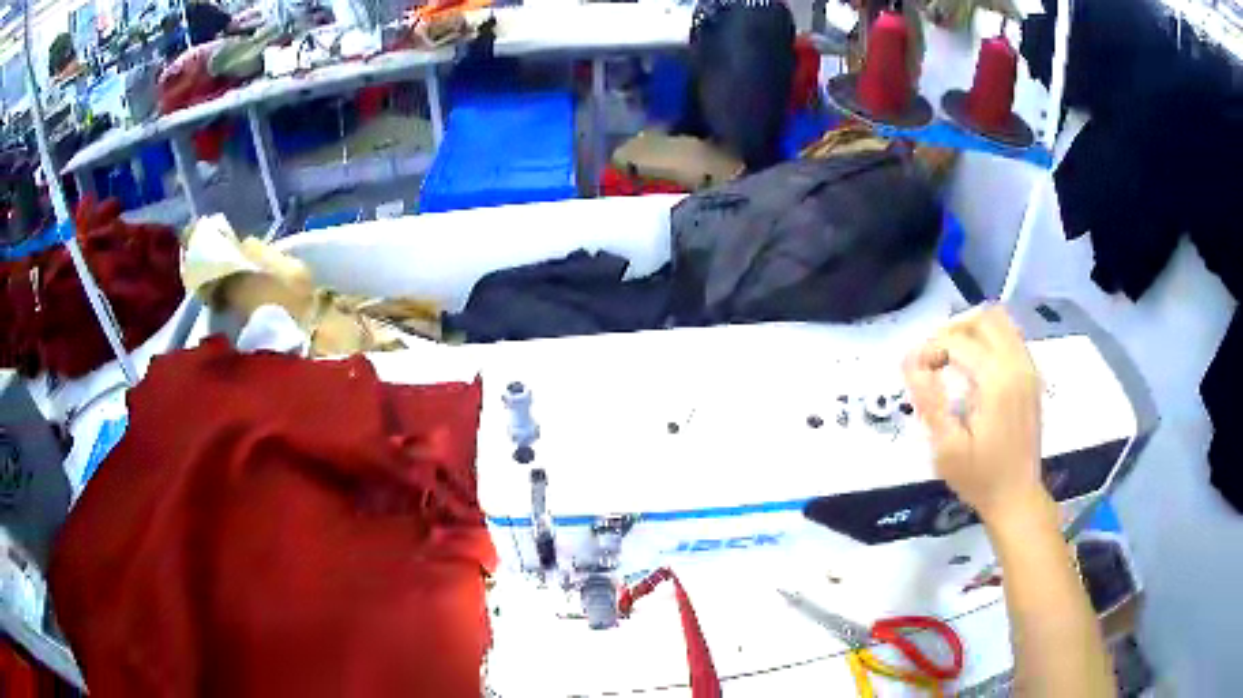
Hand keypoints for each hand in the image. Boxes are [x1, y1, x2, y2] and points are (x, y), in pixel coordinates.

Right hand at [902, 306, 1045, 521]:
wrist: (1017, 497)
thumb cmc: (980, 477)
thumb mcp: (946, 448)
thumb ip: (929, 400)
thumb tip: (910, 360)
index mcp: (997, 381)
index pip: (958, 340)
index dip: (931, 350)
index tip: (916, 374)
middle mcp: (1017, 364)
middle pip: (983, 318)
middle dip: (952, 330)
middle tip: (934, 360)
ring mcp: (1028, 368)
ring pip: (999, 321)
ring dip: (971, 330)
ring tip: (952, 357)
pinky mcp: (1031, 375)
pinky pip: (1010, 336)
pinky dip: (988, 339)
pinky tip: (974, 366)